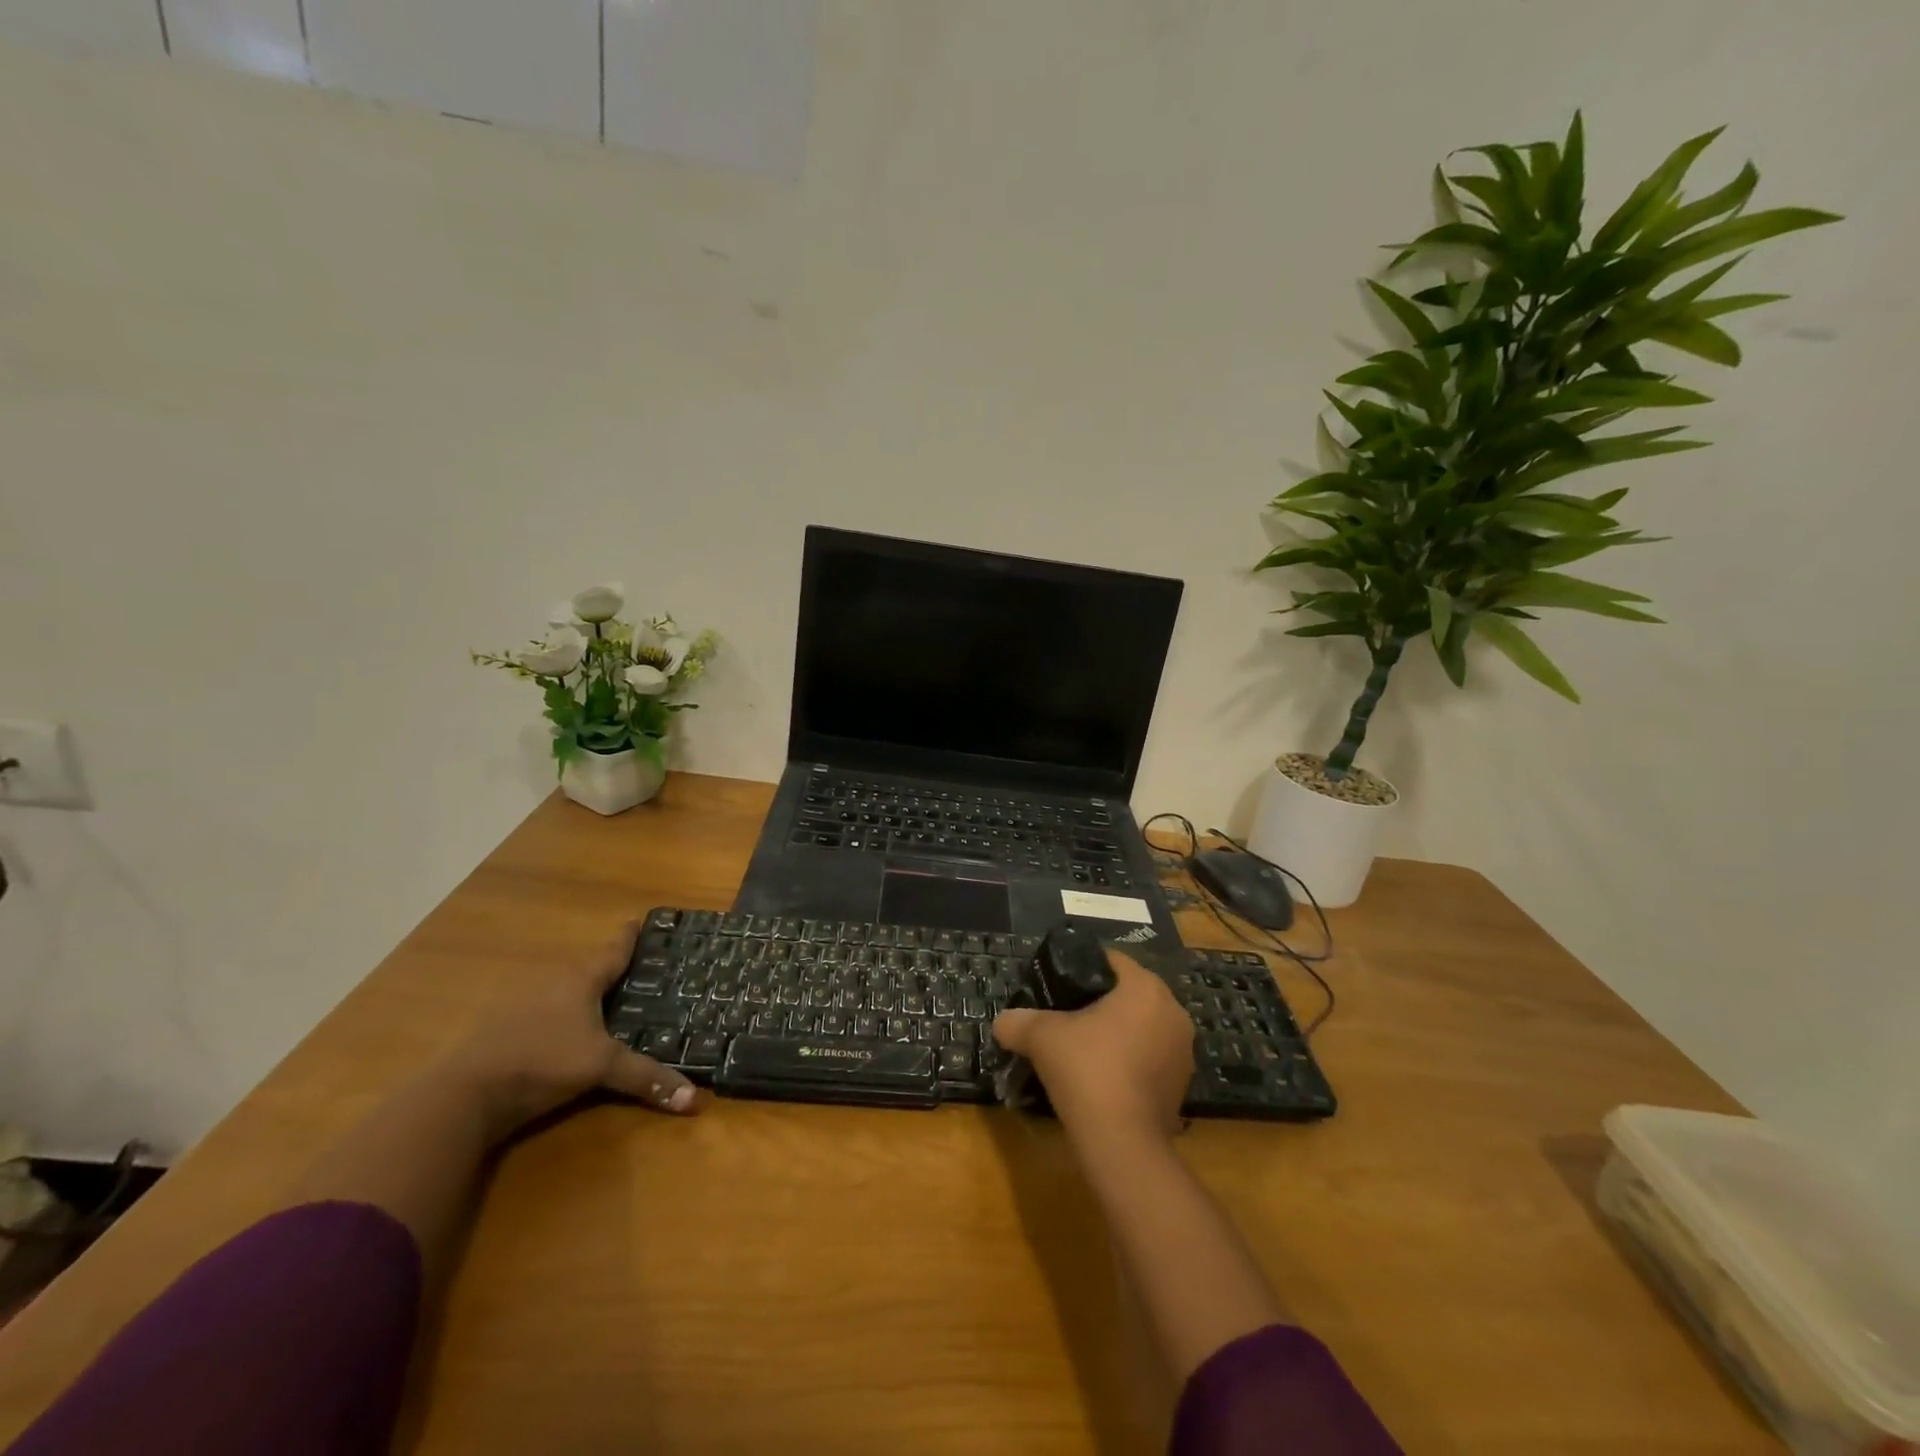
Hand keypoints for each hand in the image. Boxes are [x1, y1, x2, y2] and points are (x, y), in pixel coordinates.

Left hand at [444, 920, 700, 1138]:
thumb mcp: (601, 1069)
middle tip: (639, 968)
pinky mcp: (503, 1031)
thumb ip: (646, 1079)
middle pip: (589, 968)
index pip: (614, 950)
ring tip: (610, 1000)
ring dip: (584, 994)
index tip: (642, 920)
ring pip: (564, 991)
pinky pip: (544, 1013)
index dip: (630, 937)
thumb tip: (696, 1100)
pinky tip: (568, 1032)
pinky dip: (561, 1017)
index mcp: (581, 979)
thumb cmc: (542, 1062)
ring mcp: (523, 1005)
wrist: (462, 1095)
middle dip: (612, 968)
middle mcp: (553, 982)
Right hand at [993, 951, 1193, 1144]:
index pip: (1112, 961)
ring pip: (1143, 1027)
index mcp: (1145, 987)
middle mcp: (1173, 1011)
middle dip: (1100, 1003)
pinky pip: (1151, 1059)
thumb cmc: (1087, 1070)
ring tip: (1083, 1050)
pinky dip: (1130, 1062)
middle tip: (1066, 1017)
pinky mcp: (1182, 1085)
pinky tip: (1102, 1079)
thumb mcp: (1041, 1037)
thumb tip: (1002, 1022)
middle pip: (1129, 994)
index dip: (1082, 969)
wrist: (1122, 1143)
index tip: (1059, 985)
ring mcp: (1183, 1051)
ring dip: (1117, 1034)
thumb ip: (1018, 1021)